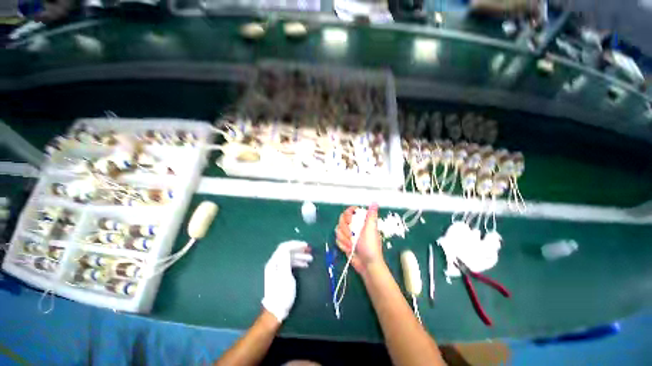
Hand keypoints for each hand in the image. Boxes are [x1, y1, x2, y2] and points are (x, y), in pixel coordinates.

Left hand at [261, 241, 312, 322]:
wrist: (276, 311)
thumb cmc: (282, 293)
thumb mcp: (285, 275)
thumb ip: (286, 260)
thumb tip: (288, 247)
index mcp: (274, 262)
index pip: (284, 247)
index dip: (296, 244)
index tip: (306, 246)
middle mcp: (275, 263)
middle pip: (287, 251)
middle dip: (299, 249)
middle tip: (310, 251)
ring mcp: (277, 268)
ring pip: (290, 257)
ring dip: (300, 256)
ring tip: (310, 259)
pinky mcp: (281, 273)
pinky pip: (290, 263)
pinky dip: (298, 262)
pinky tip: (305, 265)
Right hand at [335, 204, 383, 273]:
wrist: (367, 265)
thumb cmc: (371, 247)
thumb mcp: (371, 230)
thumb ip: (371, 216)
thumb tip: (375, 202)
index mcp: (361, 221)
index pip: (351, 211)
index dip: (348, 214)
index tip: (350, 221)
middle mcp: (354, 225)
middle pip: (341, 219)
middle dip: (345, 230)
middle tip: (352, 237)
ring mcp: (348, 234)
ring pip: (338, 229)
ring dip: (344, 239)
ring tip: (352, 245)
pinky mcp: (344, 242)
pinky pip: (337, 239)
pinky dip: (343, 245)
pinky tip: (349, 250)